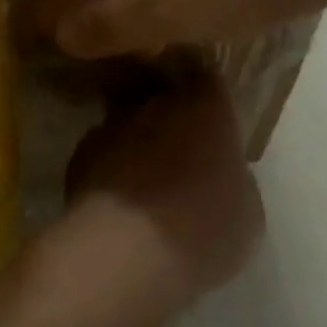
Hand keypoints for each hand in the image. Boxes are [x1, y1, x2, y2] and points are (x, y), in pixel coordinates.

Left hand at [58, 76, 264, 315]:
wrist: (125, 250)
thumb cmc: (204, 230)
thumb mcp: (247, 212)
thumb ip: (234, 178)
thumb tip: (220, 174)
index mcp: (207, 109)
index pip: (206, 76)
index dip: (204, 90)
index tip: (205, 110)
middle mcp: (156, 105)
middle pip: (161, 96)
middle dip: (166, 116)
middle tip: (175, 152)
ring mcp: (112, 126)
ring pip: (126, 123)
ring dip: (133, 142)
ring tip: (139, 180)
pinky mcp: (80, 153)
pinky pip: (99, 152)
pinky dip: (106, 167)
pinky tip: (112, 199)